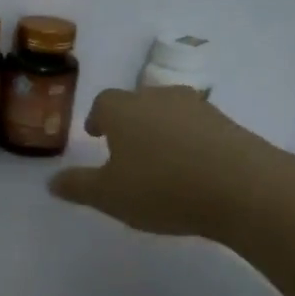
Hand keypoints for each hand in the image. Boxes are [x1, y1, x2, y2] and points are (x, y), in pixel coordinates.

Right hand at [48, 86, 294, 237]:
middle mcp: (159, 99)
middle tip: (125, 149)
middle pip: (138, 102)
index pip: (104, 102)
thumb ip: (78, 187)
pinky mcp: (229, 125)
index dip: (97, 117)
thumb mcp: (109, 196)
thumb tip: (51, 182)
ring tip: (159, 162)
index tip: (96, 134)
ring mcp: (198, 108)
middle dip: (129, 122)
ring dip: (161, 131)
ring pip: (170, 113)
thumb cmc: (162, 188)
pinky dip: (190, 143)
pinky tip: (192, 171)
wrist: (243, 188)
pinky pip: (199, 129)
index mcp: (125, 110)